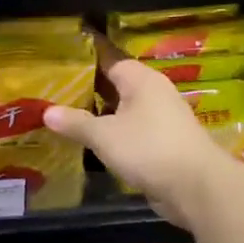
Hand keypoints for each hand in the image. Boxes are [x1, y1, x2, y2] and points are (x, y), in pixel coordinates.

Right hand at [43, 48, 230, 227]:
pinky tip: (92, 140)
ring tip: (67, 113)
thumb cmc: (149, 149)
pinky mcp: (164, 143)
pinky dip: (113, 132)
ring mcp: (162, 119)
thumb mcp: (104, 135)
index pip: (109, 57)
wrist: (197, 188)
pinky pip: (131, 129)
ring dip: (100, 112)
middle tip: (56, 87)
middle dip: (88, 86)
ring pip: (123, 108)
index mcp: (141, 80)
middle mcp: (153, 93)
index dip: (86, 56)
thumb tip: (46, 112)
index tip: (62, 54)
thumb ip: (75, 122)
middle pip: (116, 83)